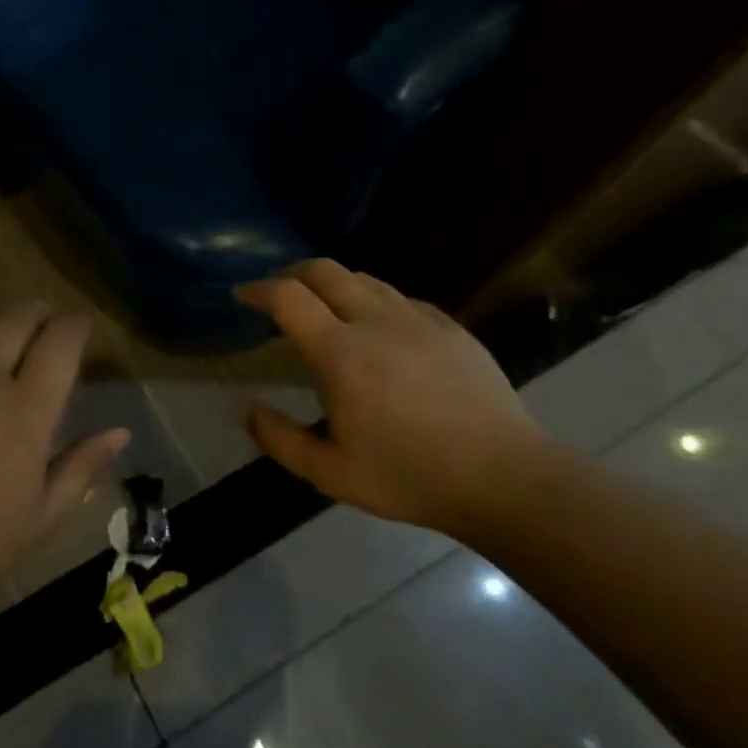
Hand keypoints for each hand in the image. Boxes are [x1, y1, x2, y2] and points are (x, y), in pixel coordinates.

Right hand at [235, 260, 547, 534]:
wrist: (505, 478)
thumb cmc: (410, 476)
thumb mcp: (331, 473)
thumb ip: (280, 439)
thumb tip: (246, 409)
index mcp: (340, 352)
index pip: (287, 296)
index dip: (257, 289)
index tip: (242, 297)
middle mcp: (375, 321)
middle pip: (323, 270)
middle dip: (290, 274)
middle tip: (278, 296)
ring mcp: (417, 319)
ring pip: (363, 277)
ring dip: (332, 284)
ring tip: (323, 309)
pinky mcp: (449, 326)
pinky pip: (399, 296)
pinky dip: (372, 299)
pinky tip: (376, 328)